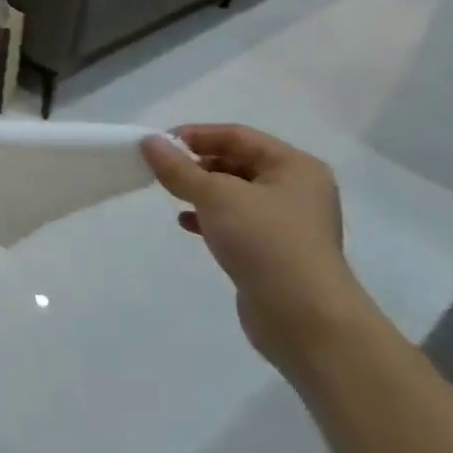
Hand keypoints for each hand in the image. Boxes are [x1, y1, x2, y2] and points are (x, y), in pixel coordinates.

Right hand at [140, 125, 382, 380]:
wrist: (304, 318)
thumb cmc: (265, 242)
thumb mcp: (216, 196)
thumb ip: (178, 168)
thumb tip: (149, 142)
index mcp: (294, 166)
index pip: (237, 135)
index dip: (196, 135)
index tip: (158, 144)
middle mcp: (295, 189)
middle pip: (237, 162)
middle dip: (197, 163)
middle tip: (161, 170)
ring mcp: (286, 222)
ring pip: (234, 193)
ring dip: (201, 190)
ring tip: (171, 195)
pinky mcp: (274, 250)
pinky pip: (235, 221)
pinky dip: (209, 217)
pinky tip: (186, 224)